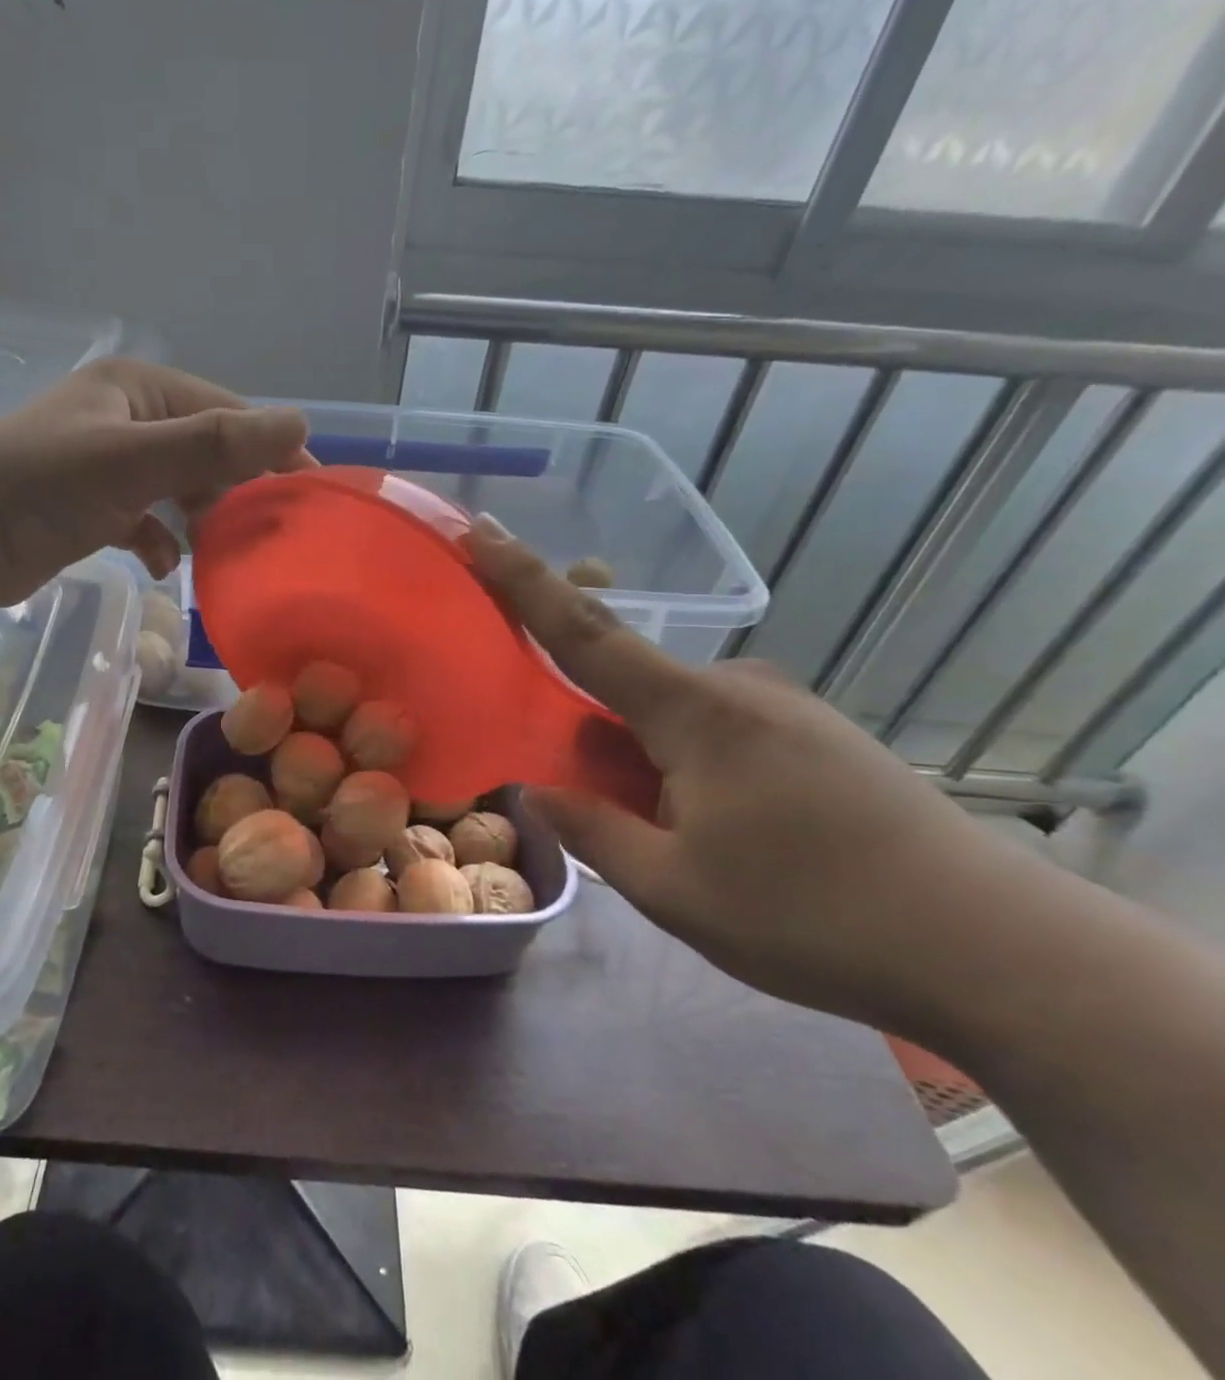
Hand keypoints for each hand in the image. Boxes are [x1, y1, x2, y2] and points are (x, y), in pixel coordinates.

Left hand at [0, 358, 309, 606]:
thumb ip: (215, 445)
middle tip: (267, 534)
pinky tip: (163, 565)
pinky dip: (160, 542)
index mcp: (138, 389)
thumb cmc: (43, 486)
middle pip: (204, 452)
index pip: (225, 412)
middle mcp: (125, 418)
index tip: (307, 493)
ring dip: (200, 520)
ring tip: (221, 552)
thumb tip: (299, 423)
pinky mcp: (90, 508)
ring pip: (177, 489)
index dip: (269, 449)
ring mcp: (106, 465)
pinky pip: (145, 521)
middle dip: (234, 492)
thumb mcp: (135, 461)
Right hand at [467, 518, 1057, 1040]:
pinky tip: (726, 834)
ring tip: (678, 842)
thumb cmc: (812, 917)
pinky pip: (719, 731)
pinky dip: (689, 768)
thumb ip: (593, 831)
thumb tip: (539, 792)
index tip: (482, 531)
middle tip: (605, 811)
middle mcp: (737, 688)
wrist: (998, 950)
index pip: (583, 632)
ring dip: (647, 763)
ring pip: (674, 718)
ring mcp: (785, 707)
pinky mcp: (818, 734)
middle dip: (596, 738)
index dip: (524, 581)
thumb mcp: (673, 890)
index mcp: (693, 712)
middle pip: (627, 690)